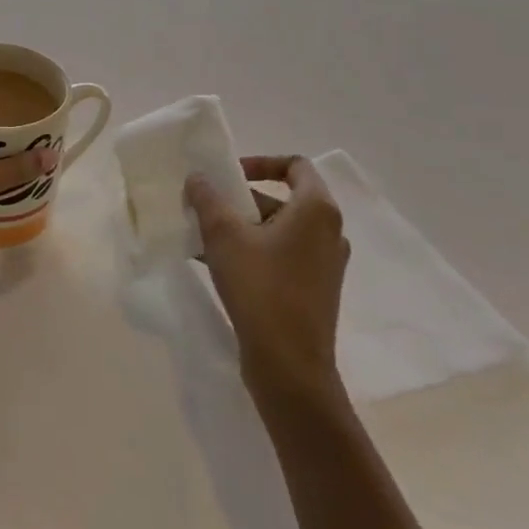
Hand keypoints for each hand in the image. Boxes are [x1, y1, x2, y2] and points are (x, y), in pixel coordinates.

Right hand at [186, 155, 348, 400]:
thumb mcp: (224, 235)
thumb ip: (208, 198)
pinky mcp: (315, 289)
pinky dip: (252, 251)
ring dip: (241, 227)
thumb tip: (199, 178)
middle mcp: (329, 232)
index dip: (260, 163)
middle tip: (207, 208)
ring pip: (278, 229)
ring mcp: (325, 264)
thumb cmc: (261, 288)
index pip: (295, 166)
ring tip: (202, 237)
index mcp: (317, 210)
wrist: (289, 365)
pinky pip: (281, 255)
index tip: (229, 176)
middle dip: (240, 200)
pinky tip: (215, 264)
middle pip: (282, 199)